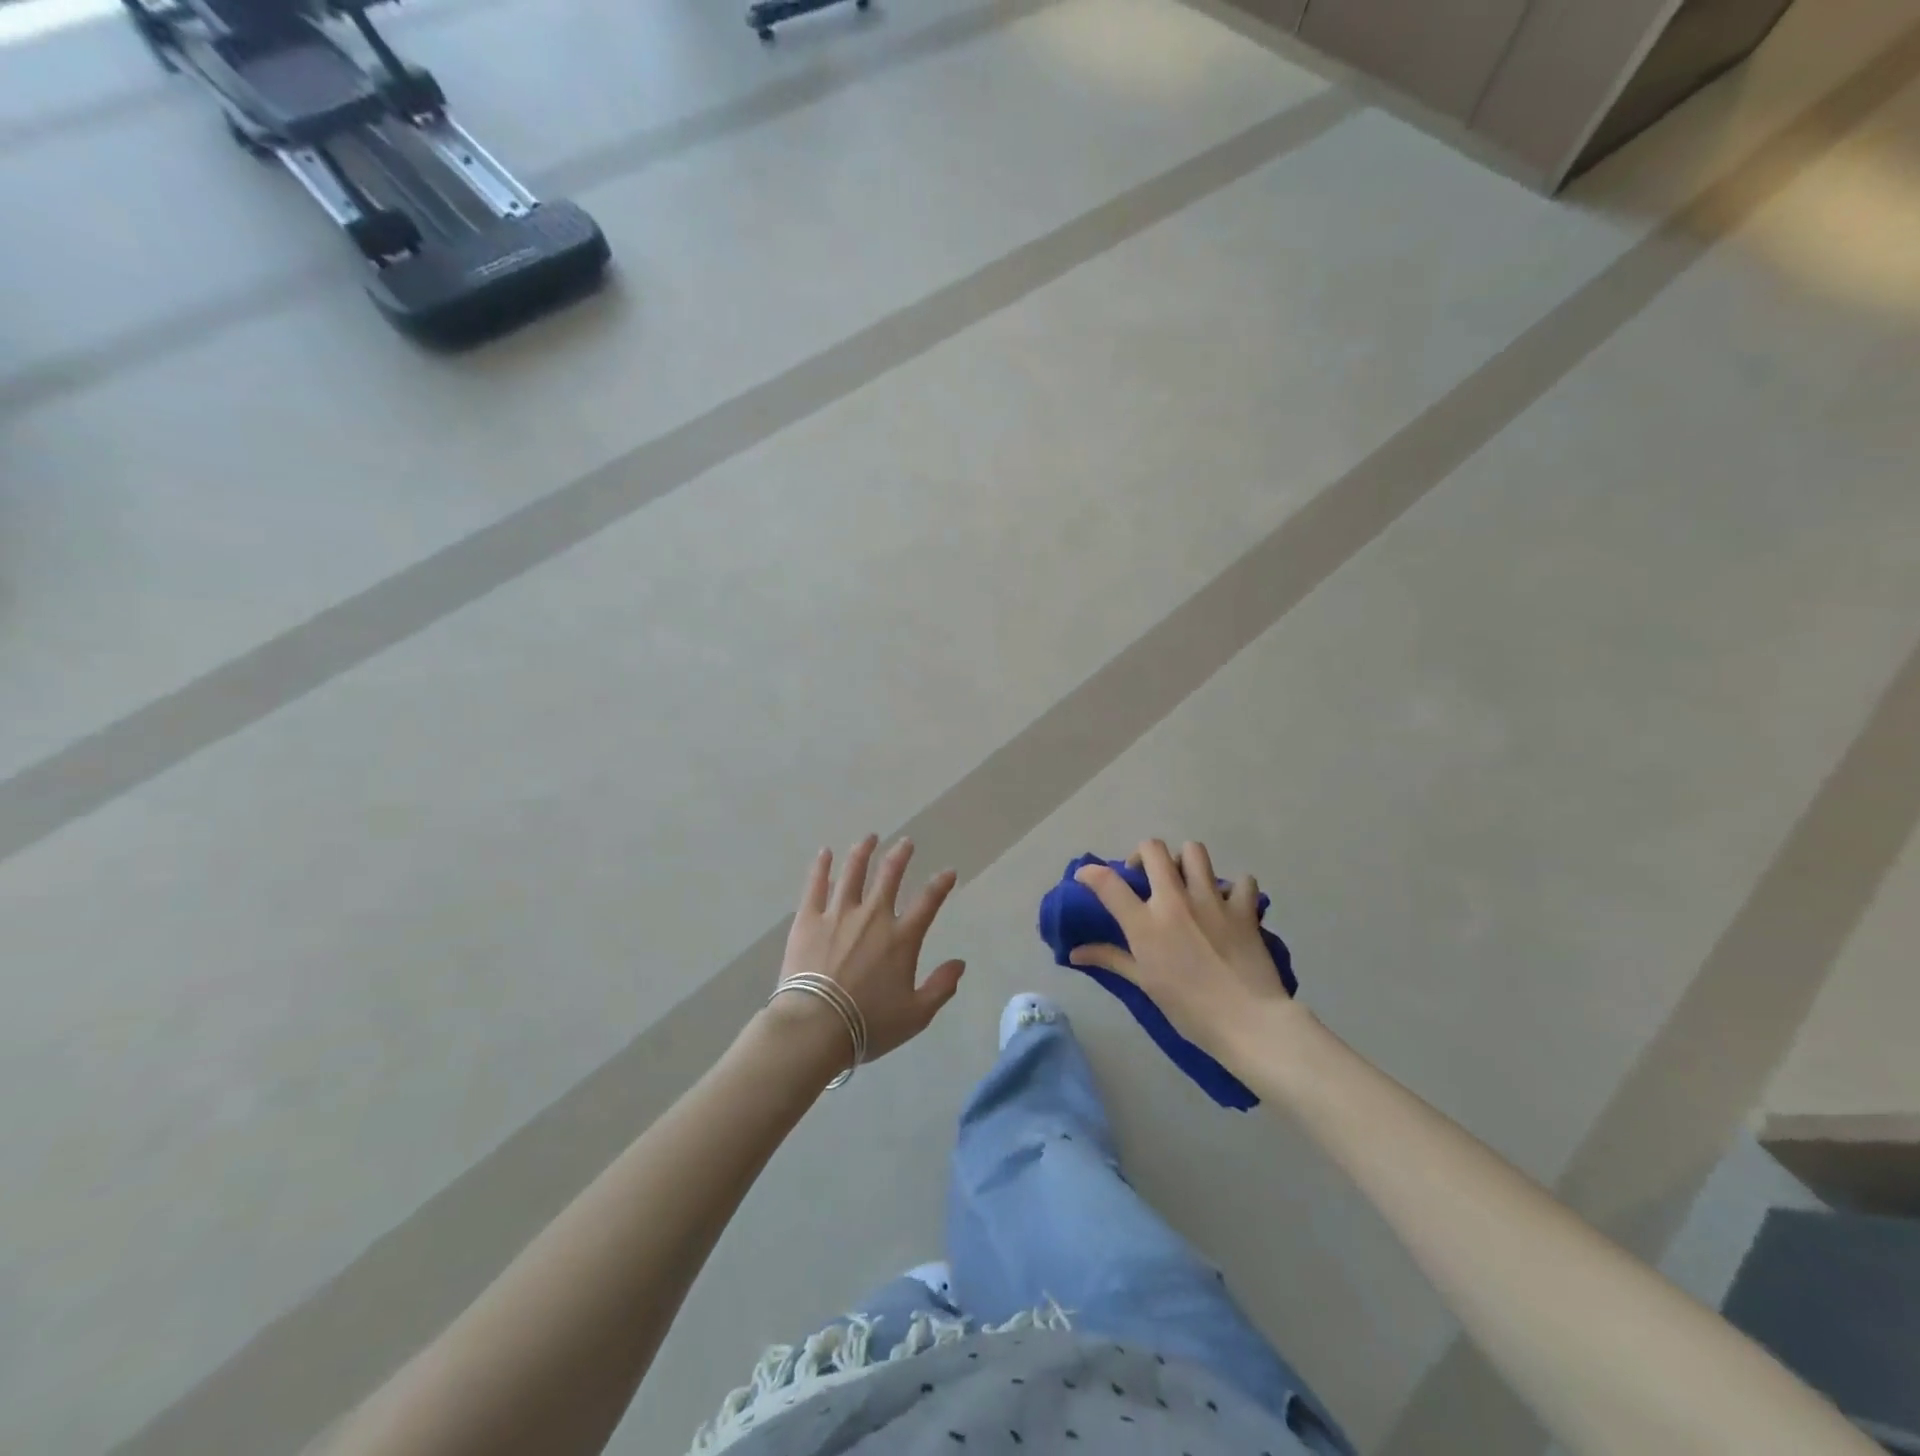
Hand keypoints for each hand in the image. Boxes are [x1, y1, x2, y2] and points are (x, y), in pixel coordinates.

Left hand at [771, 835, 965, 1064]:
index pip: (928, 901)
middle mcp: (873, 916)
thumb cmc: (868, 1024)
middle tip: (906, 842)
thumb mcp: (915, 1015)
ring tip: (869, 838)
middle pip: (889, 875)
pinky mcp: (808, 919)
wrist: (814, 1026)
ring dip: (863, 851)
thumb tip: (960, 964)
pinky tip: (824, 853)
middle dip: (900, 855)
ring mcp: (838, 914)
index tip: (948, 872)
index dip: (941, 884)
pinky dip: (821, 867)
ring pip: (853, 872)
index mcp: (901, 938)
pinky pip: (816, 885)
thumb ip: (941, 987)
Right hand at [1069, 839, 1293, 1065]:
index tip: (1086, 877)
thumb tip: (1074, 953)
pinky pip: (1241, 880)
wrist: (1248, 1022)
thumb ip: (1111, 959)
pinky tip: (1229, 903)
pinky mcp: (1243, 908)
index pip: (1107, 881)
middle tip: (1145, 877)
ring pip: (1194, 851)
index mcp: (1145, 922)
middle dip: (1143, 855)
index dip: (1090, 872)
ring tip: (1186, 882)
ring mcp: (1211, 900)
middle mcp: (1175, 900)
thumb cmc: (1189, 1009)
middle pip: (1152, 849)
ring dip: (1185, 861)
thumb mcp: (1145, 983)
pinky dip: (1235, 887)